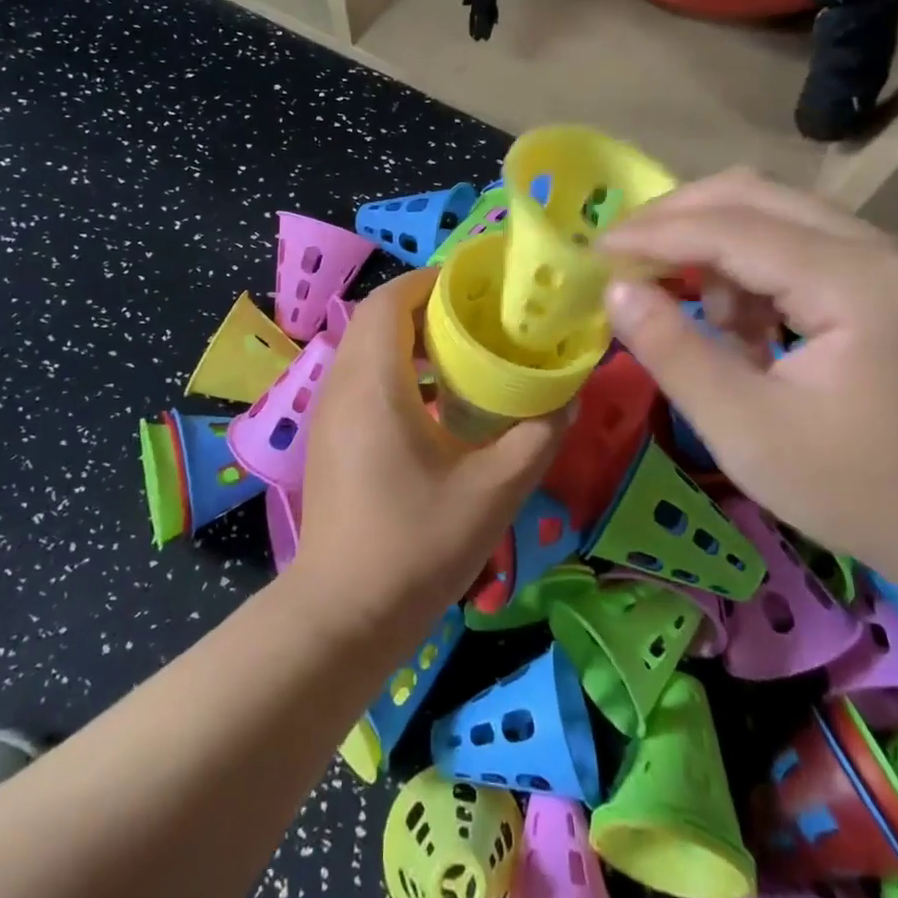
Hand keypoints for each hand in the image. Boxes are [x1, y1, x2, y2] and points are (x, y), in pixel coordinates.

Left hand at [292, 270, 568, 640]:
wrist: (342, 616)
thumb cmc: (414, 547)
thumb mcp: (492, 492)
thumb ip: (536, 438)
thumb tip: (567, 399)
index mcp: (373, 383)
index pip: (391, 299)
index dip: (433, 281)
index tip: (480, 288)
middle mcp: (342, 385)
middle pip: (380, 318)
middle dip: (430, 307)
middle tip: (485, 320)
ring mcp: (330, 413)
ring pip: (370, 349)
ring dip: (415, 341)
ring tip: (469, 356)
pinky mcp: (331, 437)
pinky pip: (364, 379)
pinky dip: (401, 371)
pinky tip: (441, 406)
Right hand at [599, 170, 897, 590]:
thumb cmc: (859, 491)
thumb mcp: (746, 431)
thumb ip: (674, 351)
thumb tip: (615, 289)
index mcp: (857, 281)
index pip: (731, 228)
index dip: (653, 234)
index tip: (594, 252)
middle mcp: (879, 246)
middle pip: (753, 195)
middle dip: (677, 220)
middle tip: (623, 257)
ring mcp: (889, 257)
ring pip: (773, 212)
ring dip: (713, 247)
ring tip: (695, 315)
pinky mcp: (887, 276)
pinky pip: (797, 243)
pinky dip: (749, 270)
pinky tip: (744, 329)